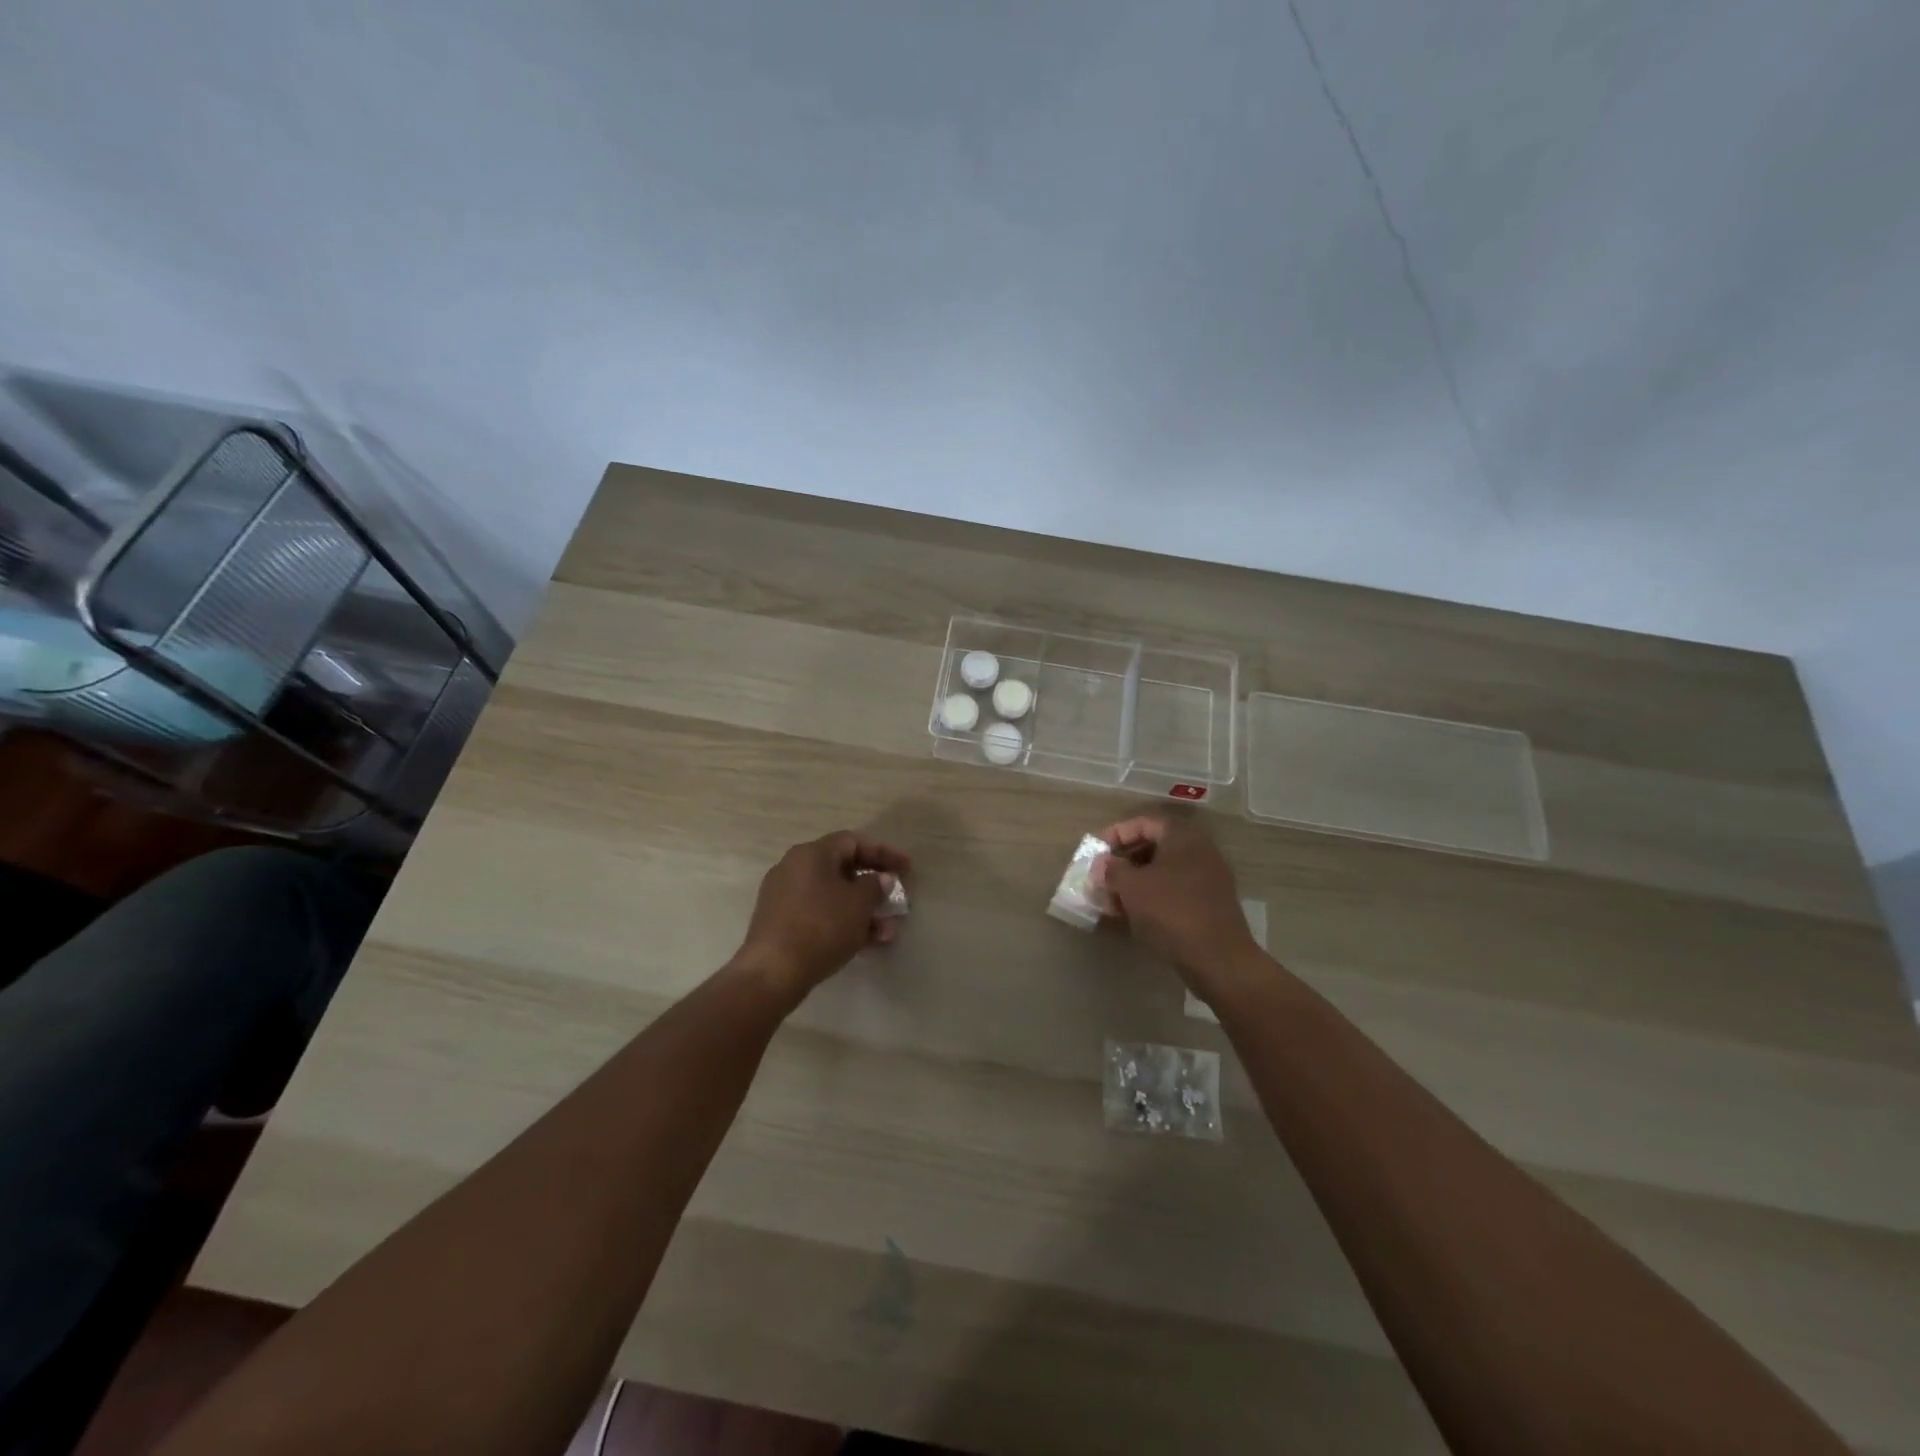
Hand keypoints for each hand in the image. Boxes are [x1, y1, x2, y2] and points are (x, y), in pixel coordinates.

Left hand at [731, 830, 911, 1002]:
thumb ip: (875, 887)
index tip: (907, 868)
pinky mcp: (782, 924)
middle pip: (843, 869)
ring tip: (888, 932)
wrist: (772, 973)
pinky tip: (867, 944)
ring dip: (863, 911)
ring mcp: (786, 897)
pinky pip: (821, 915)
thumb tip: (882, 879)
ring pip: (834, 896)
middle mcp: (795, 868)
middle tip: (897, 898)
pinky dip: (844, 923)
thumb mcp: (858, 905)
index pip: (853, 841)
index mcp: (811, 854)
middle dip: (874, 886)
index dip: (884, 852)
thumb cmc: (821, 927)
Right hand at [1094, 816, 1260, 984]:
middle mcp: (1198, 851)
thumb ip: (1112, 870)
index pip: (1143, 823)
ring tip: (1110, 901)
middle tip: (1101, 877)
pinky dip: (1150, 898)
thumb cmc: (1170, 911)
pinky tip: (1131, 916)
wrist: (1218, 959)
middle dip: (1123, 862)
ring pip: (1162, 872)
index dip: (1116, 834)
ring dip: (1134, 883)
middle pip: (1153, 847)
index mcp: (1182, 837)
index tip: (1096, 852)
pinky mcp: (1208, 905)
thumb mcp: (1132, 887)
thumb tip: (1103, 864)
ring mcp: (1207, 879)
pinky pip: (1173, 892)